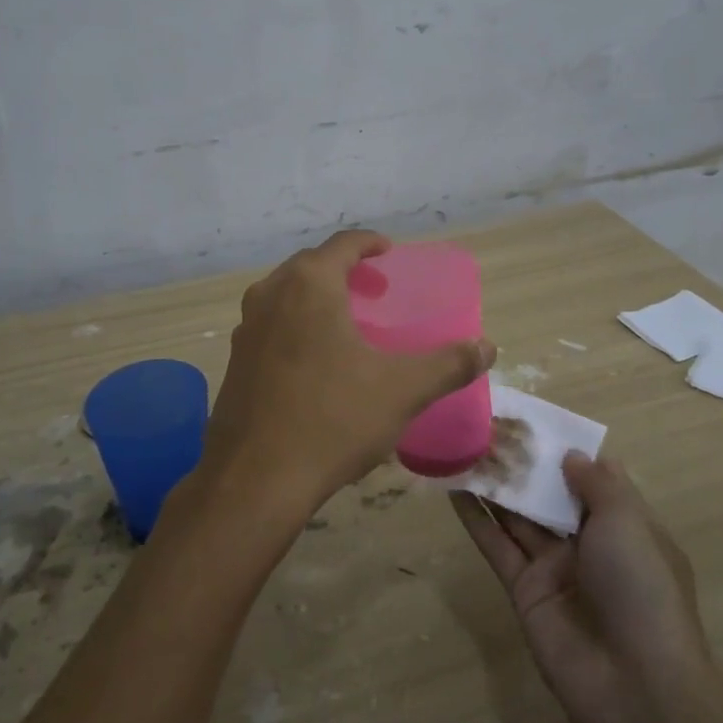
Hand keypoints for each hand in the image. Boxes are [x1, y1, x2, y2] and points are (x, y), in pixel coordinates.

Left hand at [200, 230, 495, 529]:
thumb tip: (488, 347)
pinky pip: (271, 325)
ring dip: (316, 296)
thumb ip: (448, 364)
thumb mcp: (402, 390)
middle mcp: (270, 294)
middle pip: (311, 265)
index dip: (369, 243)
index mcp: (309, 284)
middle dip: (343, 269)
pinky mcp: (235, 360)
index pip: (343, 244)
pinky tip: (314, 359)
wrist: (256, 479)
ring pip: (286, 294)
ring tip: (346, 320)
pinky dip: (295, 324)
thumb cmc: (333, 419)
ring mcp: (246, 328)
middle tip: (373, 289)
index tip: (389, 252)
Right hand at [453, 452, 712, 722]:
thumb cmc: (641, 588)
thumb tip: (571, 455)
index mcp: (626, 526)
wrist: (635, 686)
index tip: (533, 421)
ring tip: (462, 446)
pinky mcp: (524, 591)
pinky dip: (475, 519)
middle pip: (550, 495)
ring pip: (518, 516)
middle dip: (523, 464)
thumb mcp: (628, 522)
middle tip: (485, 426)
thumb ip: (596, 483)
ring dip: (494, 485)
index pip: (593, 479)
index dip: (565, 450)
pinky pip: (497, 546)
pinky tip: (453, 489)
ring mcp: (555, 568)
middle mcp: (590, 544)